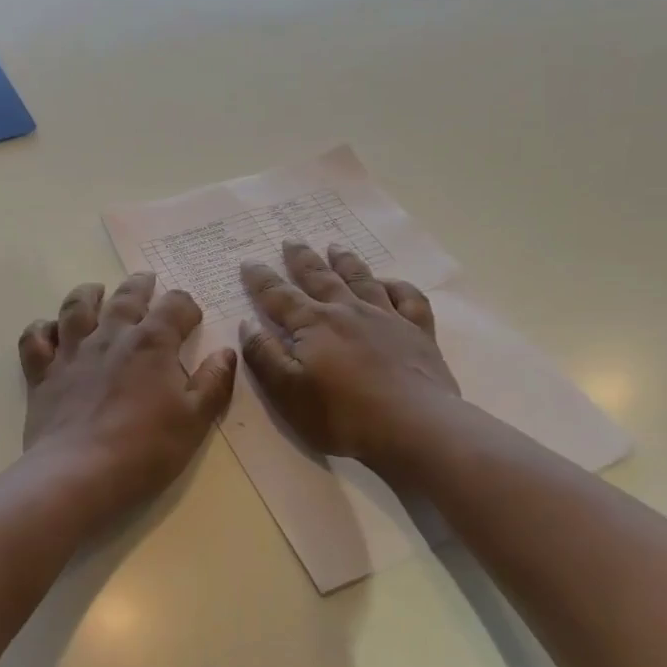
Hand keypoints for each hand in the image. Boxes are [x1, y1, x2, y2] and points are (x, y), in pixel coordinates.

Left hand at [19, 274, 237, 519]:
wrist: (80, 474)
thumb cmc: (146, 449)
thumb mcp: (195, 420)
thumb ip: (213, 383)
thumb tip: (226, 352)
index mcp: (152, 343)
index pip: (175, 306)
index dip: (186, 306)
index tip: (191, 317)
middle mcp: (110, 336)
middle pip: (126, 297)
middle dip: (140, 286)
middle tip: (146, 280)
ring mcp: (72, 352)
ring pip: (76, 307)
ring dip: (87, 294)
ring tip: (95, 291)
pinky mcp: (42, 374)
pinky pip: (35, 339)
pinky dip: (41, 329)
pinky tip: (49, 331)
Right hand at [239, 241, 459, 481]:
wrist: (413, 426)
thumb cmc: (342, 414)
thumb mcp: (287, 391)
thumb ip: (265, 356)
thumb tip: (248, 324)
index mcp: (314, 324)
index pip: (279, 296)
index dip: (261, 279)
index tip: (249, 261)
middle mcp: (349, 311)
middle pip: (321, 278)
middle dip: (302, 259)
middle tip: (291, 240)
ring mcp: (387, 318)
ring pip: (363, 279)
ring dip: (346, 262)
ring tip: (335, 247)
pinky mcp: (418, 333)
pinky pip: (409, 298)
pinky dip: (398, 285)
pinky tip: (390, 283)